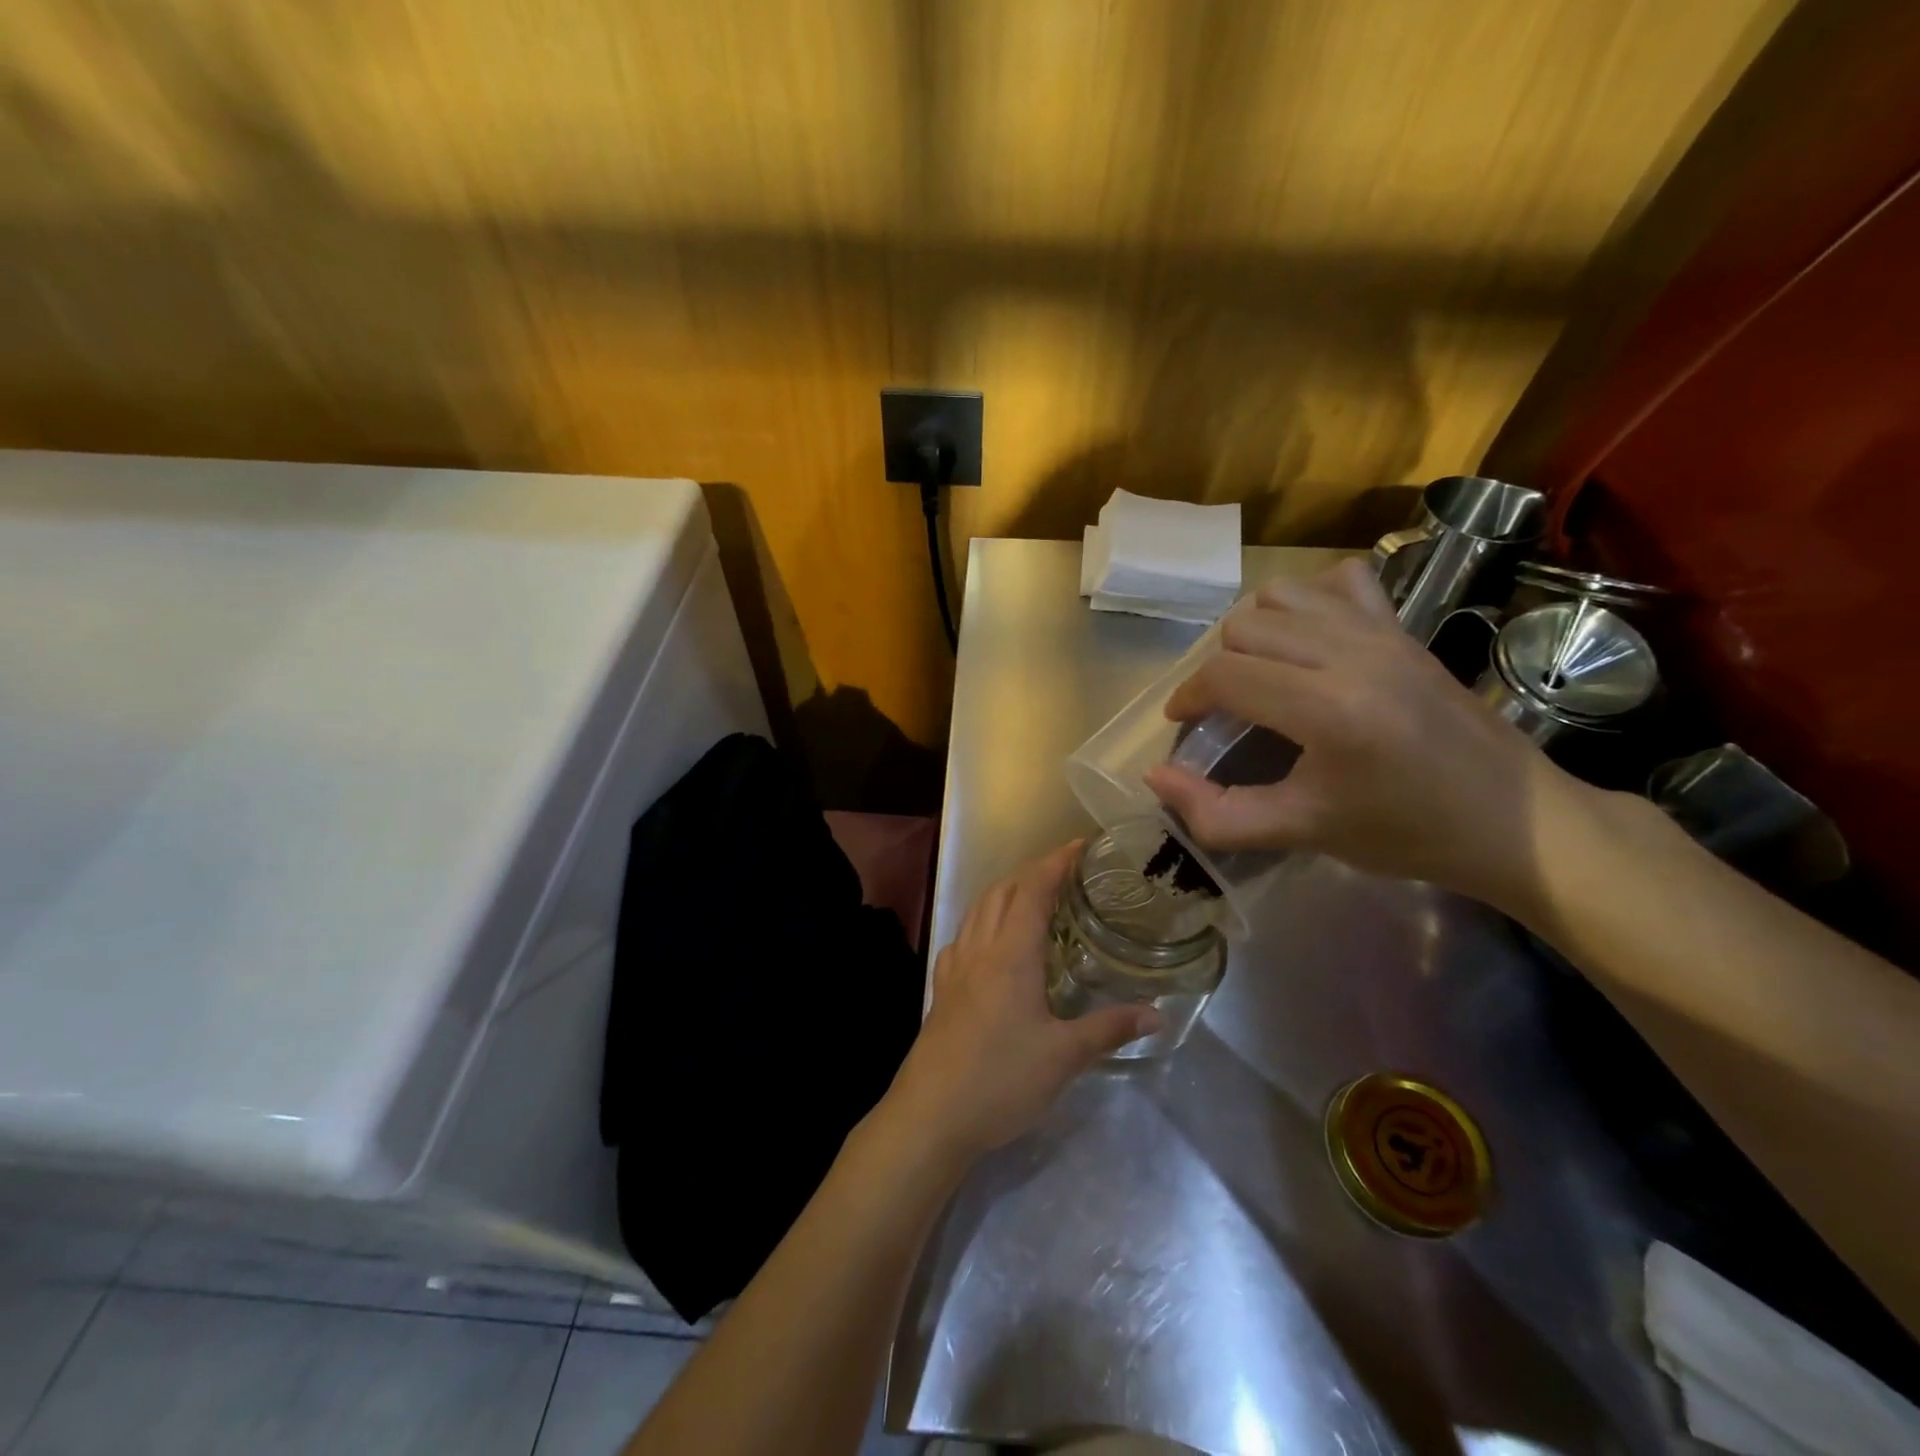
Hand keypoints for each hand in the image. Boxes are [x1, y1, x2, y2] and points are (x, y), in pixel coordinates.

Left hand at [881, 843, 1160, 1164]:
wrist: (930, 1116)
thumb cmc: (1000, 1080)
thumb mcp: (1063, 1056)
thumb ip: (1109, 1029)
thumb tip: (1157, 1014)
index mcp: (1010, 953)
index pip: (1033, 890)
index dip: (1056, 862)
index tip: (1081, 845)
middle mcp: (979, 949)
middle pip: (1002, 891)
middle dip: (1032, 872)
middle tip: (1066, 872)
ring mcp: (955, 968)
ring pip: (978, 911)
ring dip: (1005, 893)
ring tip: (1034, 898)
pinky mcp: (942, 990)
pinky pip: (963, 937)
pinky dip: (983, 923)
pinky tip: (993, 944)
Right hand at [1143, 557, 1579, 917]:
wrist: (1517, 822)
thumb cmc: (1407, 833)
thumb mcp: (1303, 833)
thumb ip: (1218, 814)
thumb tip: (1155, 777)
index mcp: (1327, 708)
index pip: (1225, 674)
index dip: (1188, 698)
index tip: (1184, 726)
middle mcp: (1352, 655)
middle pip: (1244, 628)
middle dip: (1218, 669)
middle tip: (1226, 712)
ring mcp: (1383, 633)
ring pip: (1282, 596)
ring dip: (1255, 631)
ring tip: (1260, 674)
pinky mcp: (1405, 628)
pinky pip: (1340, 582)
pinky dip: (1309, 600)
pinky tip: (1310, 638)